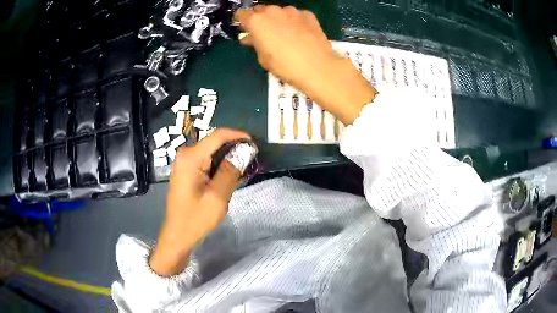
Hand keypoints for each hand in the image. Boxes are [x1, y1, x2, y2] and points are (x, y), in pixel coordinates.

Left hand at [150, 129, 249, 276]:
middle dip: (233, 147)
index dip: (238, 135)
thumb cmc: (196, 218)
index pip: (218, 136)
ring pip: (211, 151)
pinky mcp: (186, 169)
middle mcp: (185, 154)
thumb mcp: (217, 196)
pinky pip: (205, 159)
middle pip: (214, 142)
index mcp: (191, 157)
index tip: (254, 143)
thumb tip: (244, 151)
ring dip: (227, 156)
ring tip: (243, 167)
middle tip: (251, 158)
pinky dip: (219, 164)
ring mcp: (184, 161)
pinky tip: (229, 173)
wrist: (178, 233)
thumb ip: (230, 171)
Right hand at [234, 5, 375, 124]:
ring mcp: (292, 11)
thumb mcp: (263, 58)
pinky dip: (294, 21)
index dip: (241, 21)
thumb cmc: (285, 66)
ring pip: (279, 11)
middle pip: (260, 10)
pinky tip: (299, 33)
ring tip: (284, 33)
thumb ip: (254, 43)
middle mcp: (272, 11)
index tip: (244, 28)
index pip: (241, 14)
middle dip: (259, 19)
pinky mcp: (308, 14)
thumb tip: (249, 37)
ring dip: (277, 19)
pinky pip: (295, 15)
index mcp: (256, 21)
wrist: (318, 67)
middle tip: (264, 33)